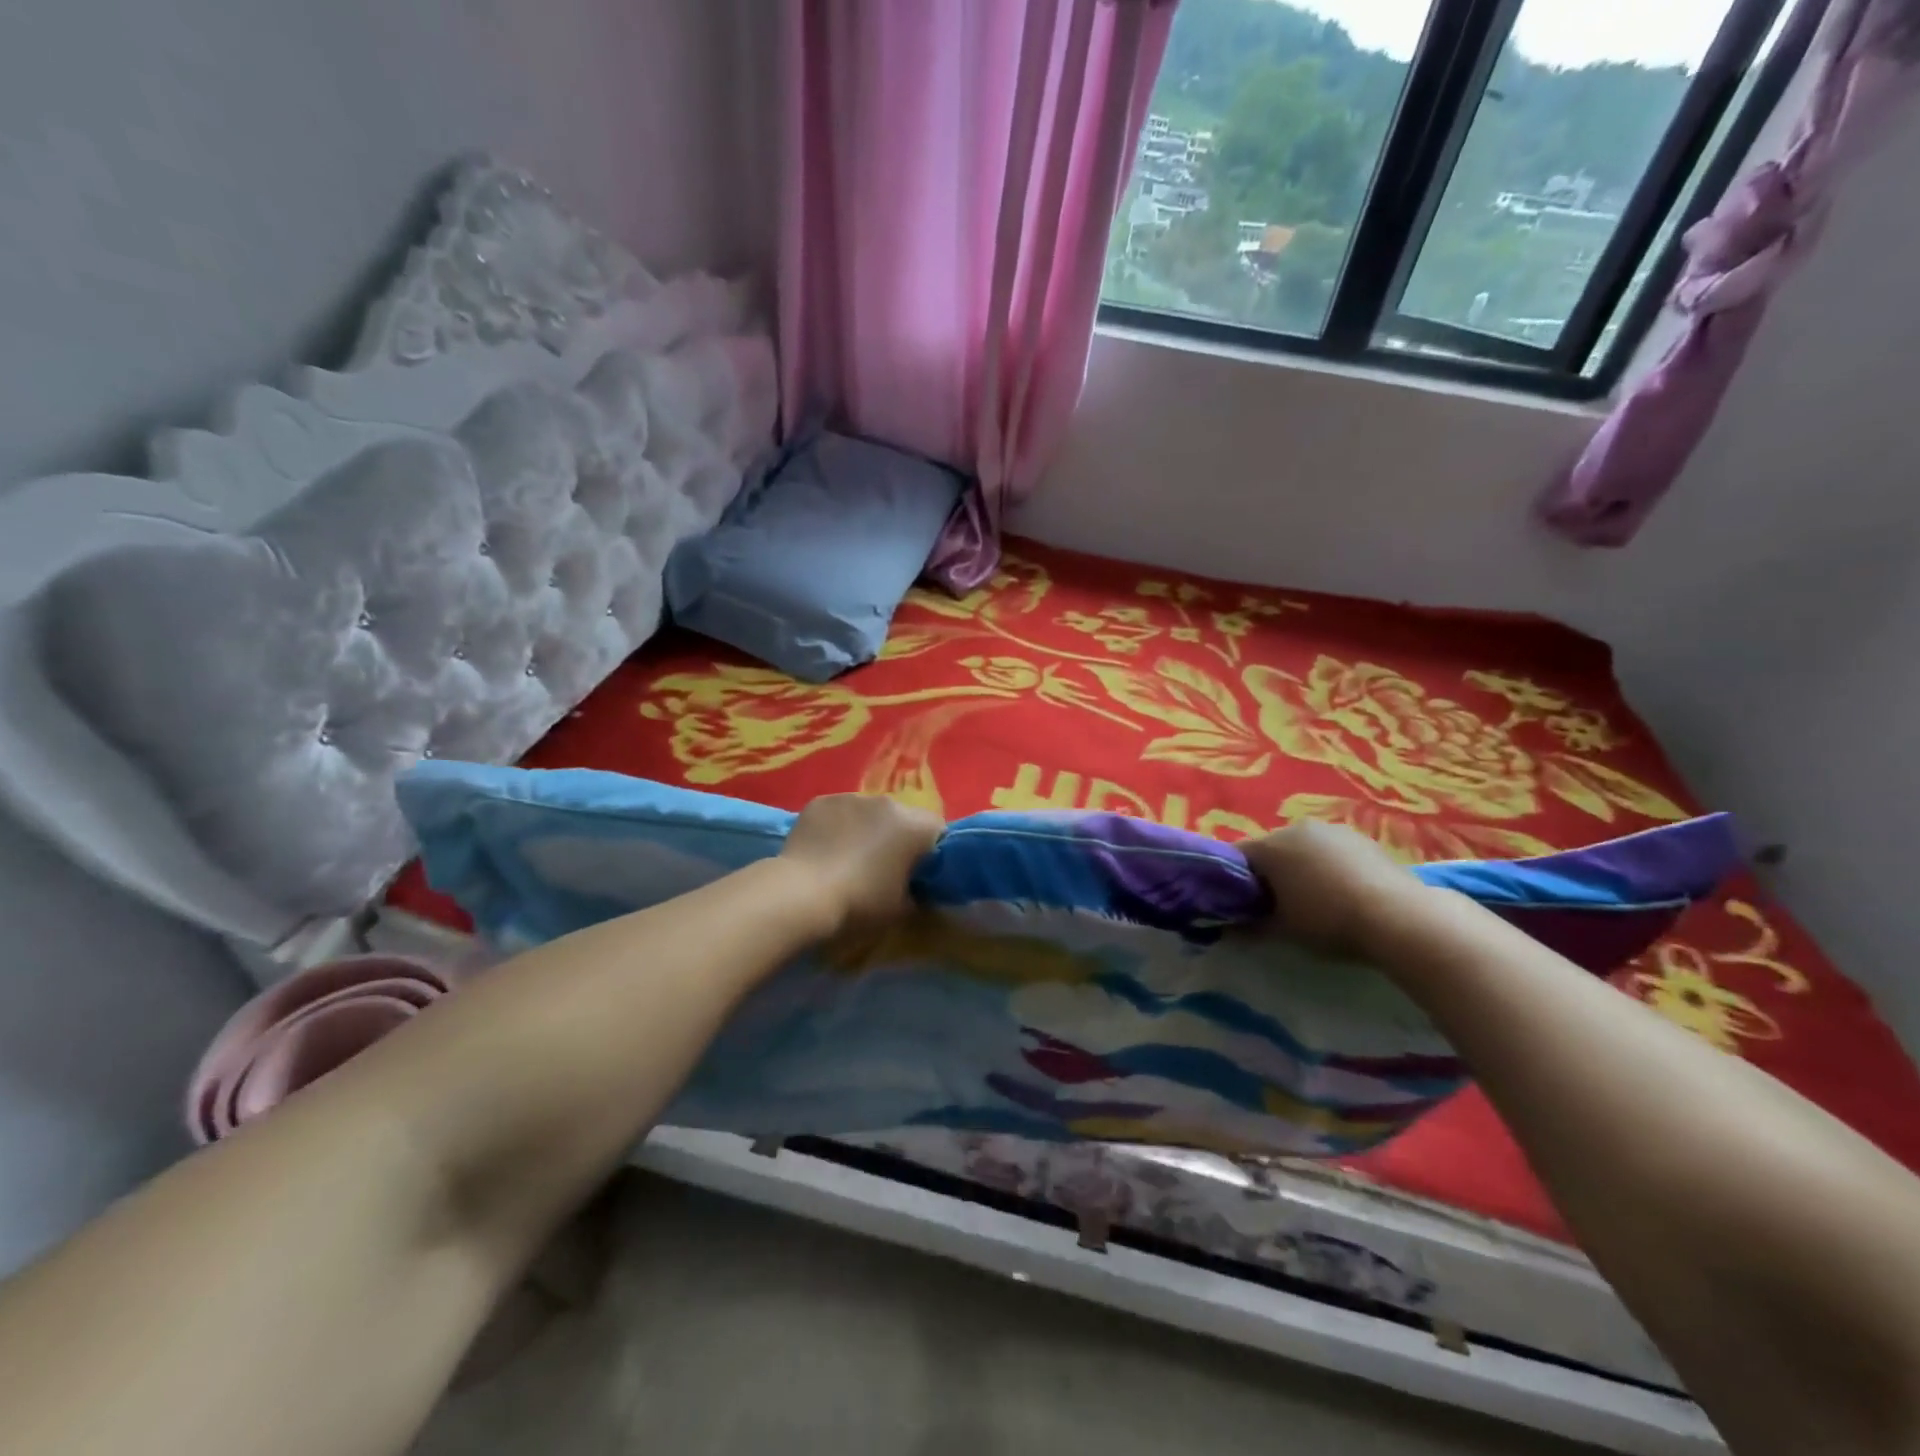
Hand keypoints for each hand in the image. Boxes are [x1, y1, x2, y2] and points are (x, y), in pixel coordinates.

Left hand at [778, 793, 944, 935]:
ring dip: (865, 829)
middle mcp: (886, 802)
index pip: (937, 830)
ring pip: (867, 812)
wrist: (801, 895)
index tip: (919, 873)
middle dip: (896, 837)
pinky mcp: (819, 802)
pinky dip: (836, 827)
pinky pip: (837, 812)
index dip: (931, 851)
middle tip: (883, 867)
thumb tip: (916, 888)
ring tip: (848, 859)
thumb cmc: (860, 904)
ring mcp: (850, 797)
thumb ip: (917, 892)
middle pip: (901, 817)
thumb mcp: (901, 909)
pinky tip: (823, 851)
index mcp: (913, 826)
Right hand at [1241, 821, 1422, 958]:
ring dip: (1301, 869)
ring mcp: (1333, 830)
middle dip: (1269, 874)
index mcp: (1270, 846)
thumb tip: (1228, 929)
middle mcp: (1297, 828)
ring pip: (1303, 849)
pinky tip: (1343, 894)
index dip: (1233, 881)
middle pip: (1271, 849)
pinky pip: (1332, 852)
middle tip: (1277, 906)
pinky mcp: (1363, 839)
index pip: (1236, 857)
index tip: (1241, 905)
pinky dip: (1329, 868)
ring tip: (1314, 902)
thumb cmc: (1328, 921)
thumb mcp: (1282, 931)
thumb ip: (1250, 926)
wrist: (1400, 918)